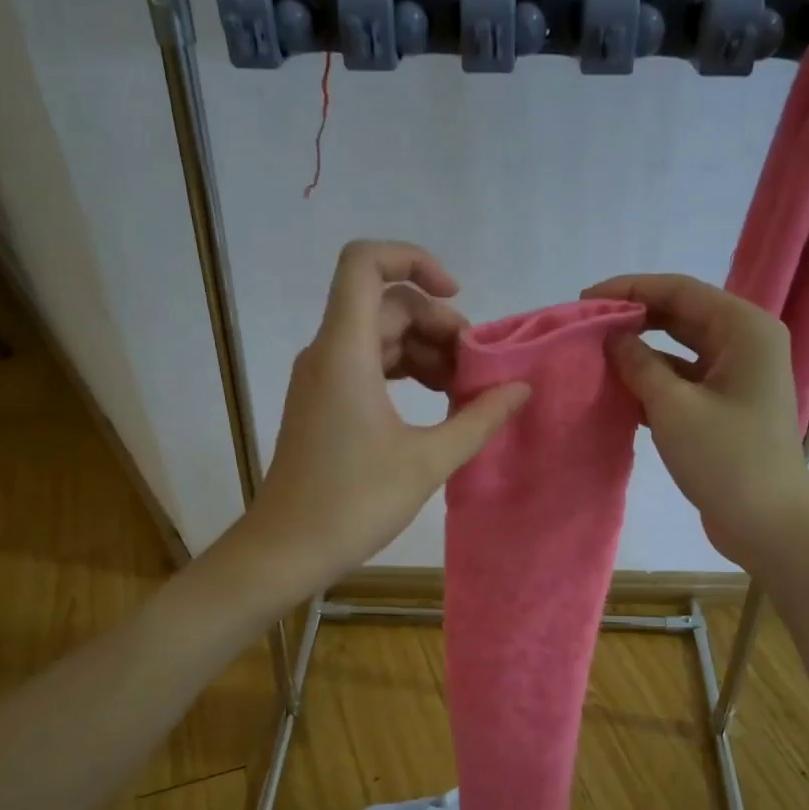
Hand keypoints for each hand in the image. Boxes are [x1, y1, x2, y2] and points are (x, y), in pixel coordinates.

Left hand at [239, 241, 529, 590]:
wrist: (288, 549)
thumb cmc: (354, 503)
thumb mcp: (428, 461)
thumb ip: (479, 419)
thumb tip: (520, 389)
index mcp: (345, 351)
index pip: (365, 262)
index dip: (413, 259)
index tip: (456, 296)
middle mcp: (327, 352)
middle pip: (384, 303)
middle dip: (436, 324)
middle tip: (476, 368)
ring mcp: (321, 378)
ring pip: (377, 336)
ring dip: (423, 351)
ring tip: (463, 390)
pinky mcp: (323, 403)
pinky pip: (367, 365)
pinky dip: (403, 372)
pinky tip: (436, 404)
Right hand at [582, 273, 808, 571]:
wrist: (768, 525)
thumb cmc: (726, 460)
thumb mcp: (673, 408)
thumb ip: (639, 365)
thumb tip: (613, 338)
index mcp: (744, 329)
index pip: (680, 290)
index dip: (630, 290)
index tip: (584, 300)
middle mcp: (745, 342)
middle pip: (682, 314)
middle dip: (634, 318)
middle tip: (587, 327)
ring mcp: (738, 376)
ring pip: (681, 348)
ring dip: (642, 351)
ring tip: (596, 357)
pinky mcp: (727, 405)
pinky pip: (685, 379)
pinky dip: (655, 381)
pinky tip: (619, 391)